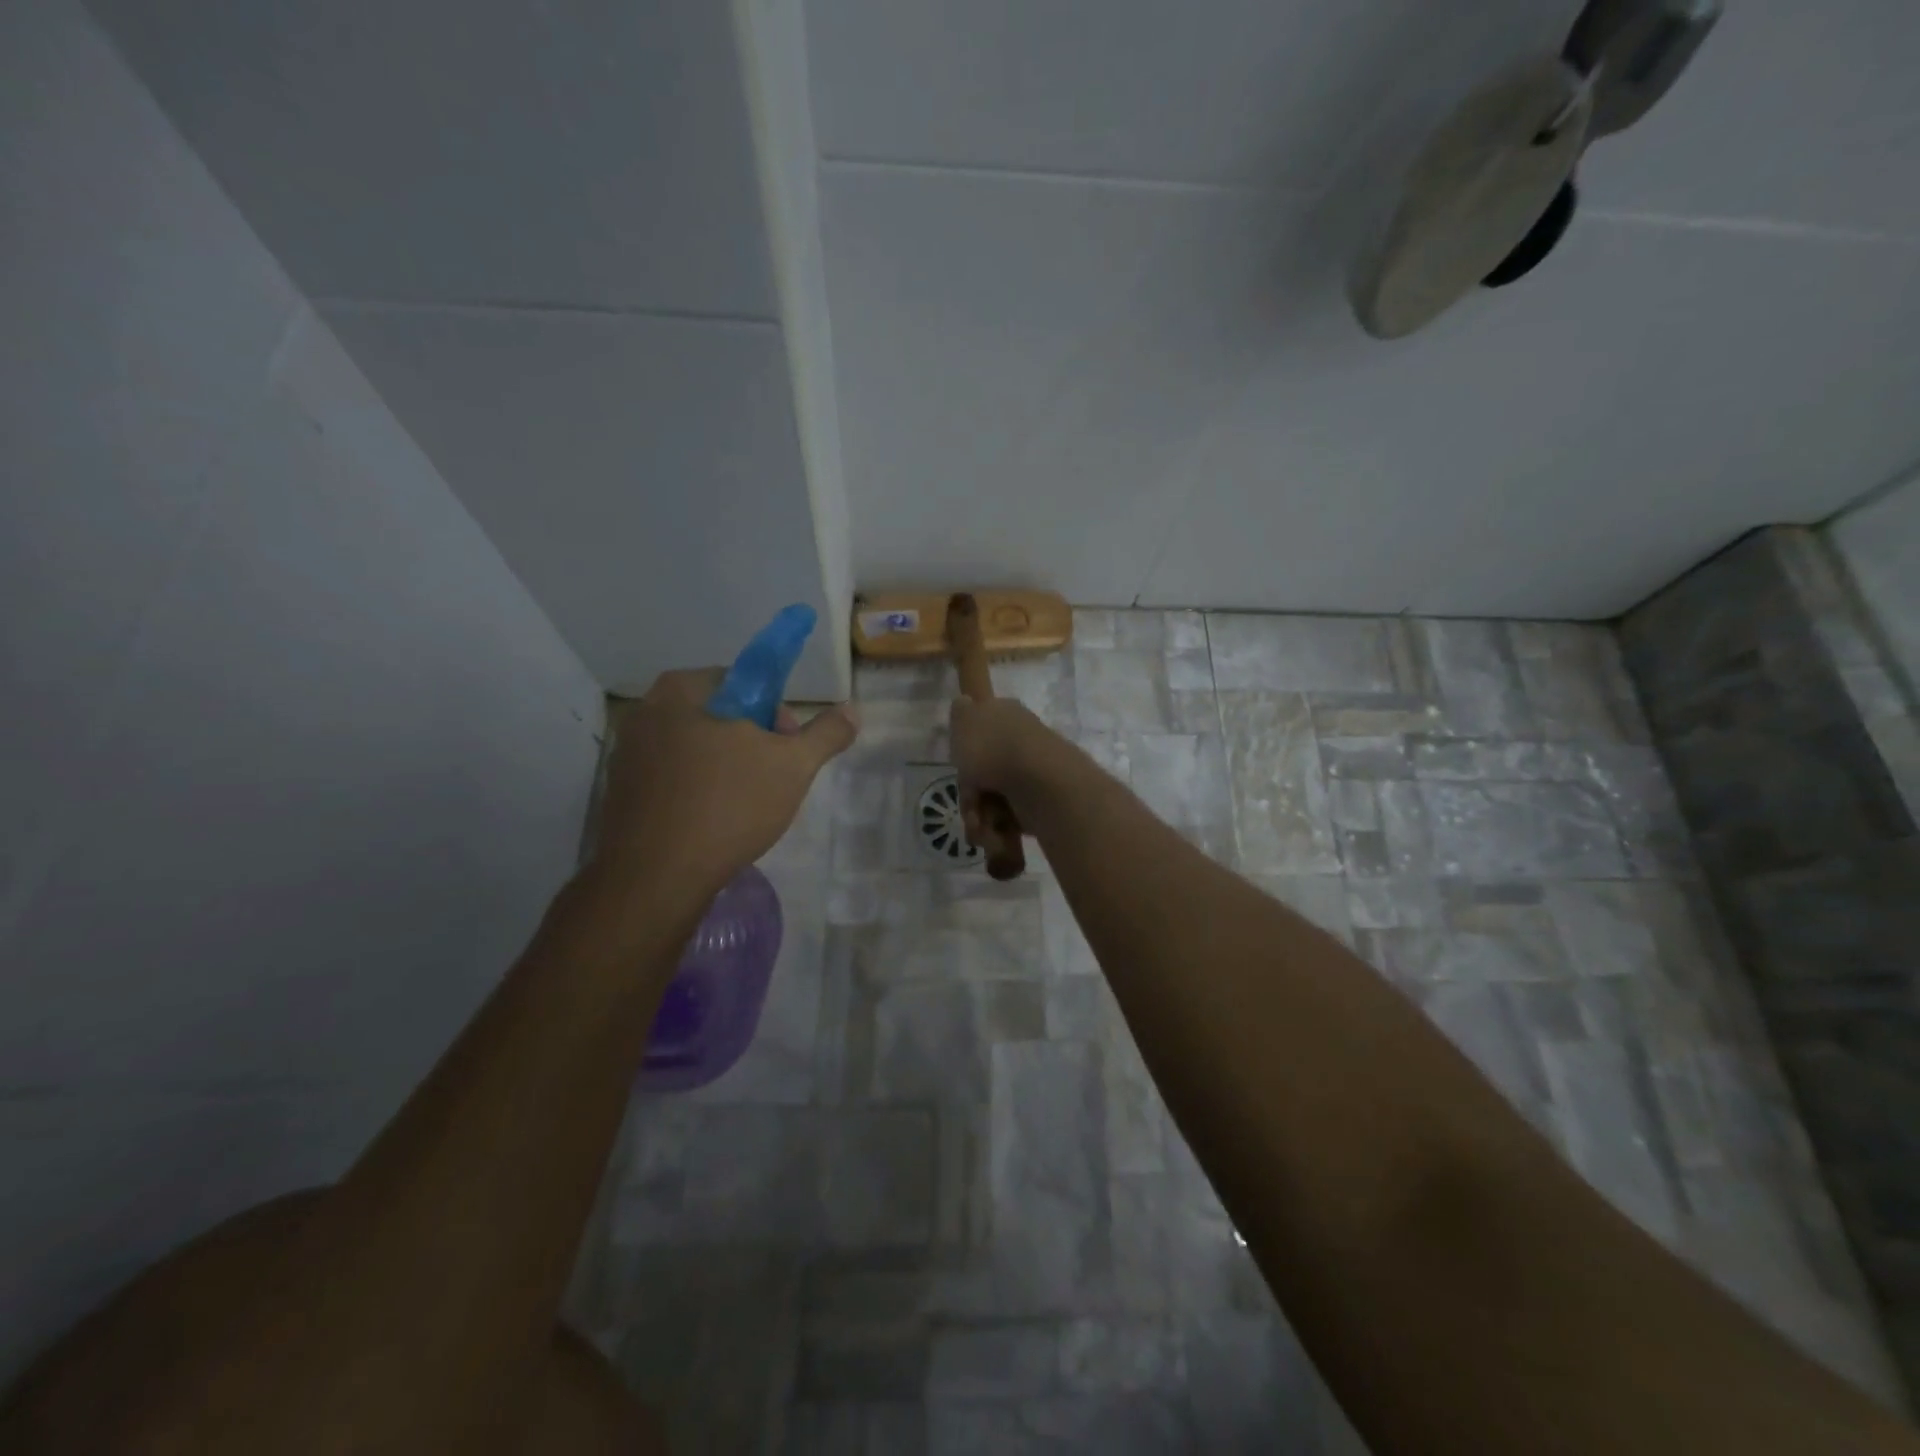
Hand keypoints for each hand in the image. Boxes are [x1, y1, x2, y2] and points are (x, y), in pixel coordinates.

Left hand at [594, 669, 857, 892]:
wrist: (656, 877)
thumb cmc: (728, 805)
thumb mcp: (792, 766)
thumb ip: (826, 734)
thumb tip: (852, 710)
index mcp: (681, 690)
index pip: (741, 681)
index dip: (774, 712)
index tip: (788, 746)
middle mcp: (645, 712)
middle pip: (717, 716)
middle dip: (750, 741)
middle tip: (773, 778)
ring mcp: (626, 755)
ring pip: (694, 750)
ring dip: (724, 768)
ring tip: (746, 806)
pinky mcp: (620, 794)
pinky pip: (672, 780)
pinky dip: (696, 792)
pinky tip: (714, 823)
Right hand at [948, 698, 1056, 834]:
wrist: (1038, 781)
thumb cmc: (993, 748)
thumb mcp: (965, 718)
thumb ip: (961, 711)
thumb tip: (965, 703)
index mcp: (1006, 716)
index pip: (981, 731)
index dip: (966, 752)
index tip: (960, 766)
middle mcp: (1020, 742)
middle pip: (983, 772)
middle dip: (971, 795)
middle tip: (971, 804)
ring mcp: (1032, 773)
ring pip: (993, 799)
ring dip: (981, 817)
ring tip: (982, 827)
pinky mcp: (1041, 803)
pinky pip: (1010, 819)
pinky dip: (999, 829)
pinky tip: (996, 834)